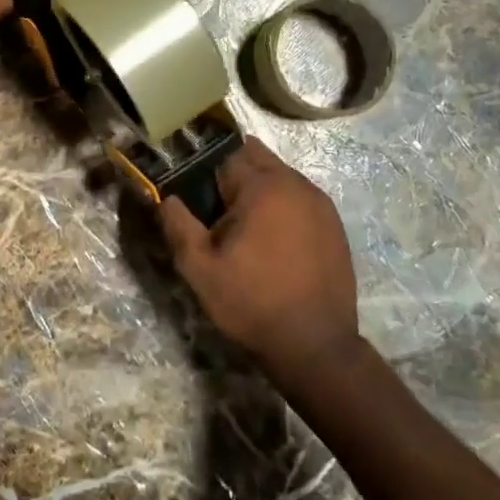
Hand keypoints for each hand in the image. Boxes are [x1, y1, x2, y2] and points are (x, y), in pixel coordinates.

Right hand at [158, 140, 360, 381]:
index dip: (203, 171)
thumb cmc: (252, 303)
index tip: (194, 195)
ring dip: (257, 188)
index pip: (223, 153)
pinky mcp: (334, 223)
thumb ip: (177, 223)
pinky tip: (272, 241)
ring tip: (243, 228)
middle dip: (231, 172)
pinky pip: (298, 197)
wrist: (316, 346)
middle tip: (215, 210)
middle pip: (254, 156)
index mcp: (262, 186)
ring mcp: (320, 202)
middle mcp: (295, 183)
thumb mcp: (199, 268)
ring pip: (278, 175)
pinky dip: (281, 206)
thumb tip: (166, 196)